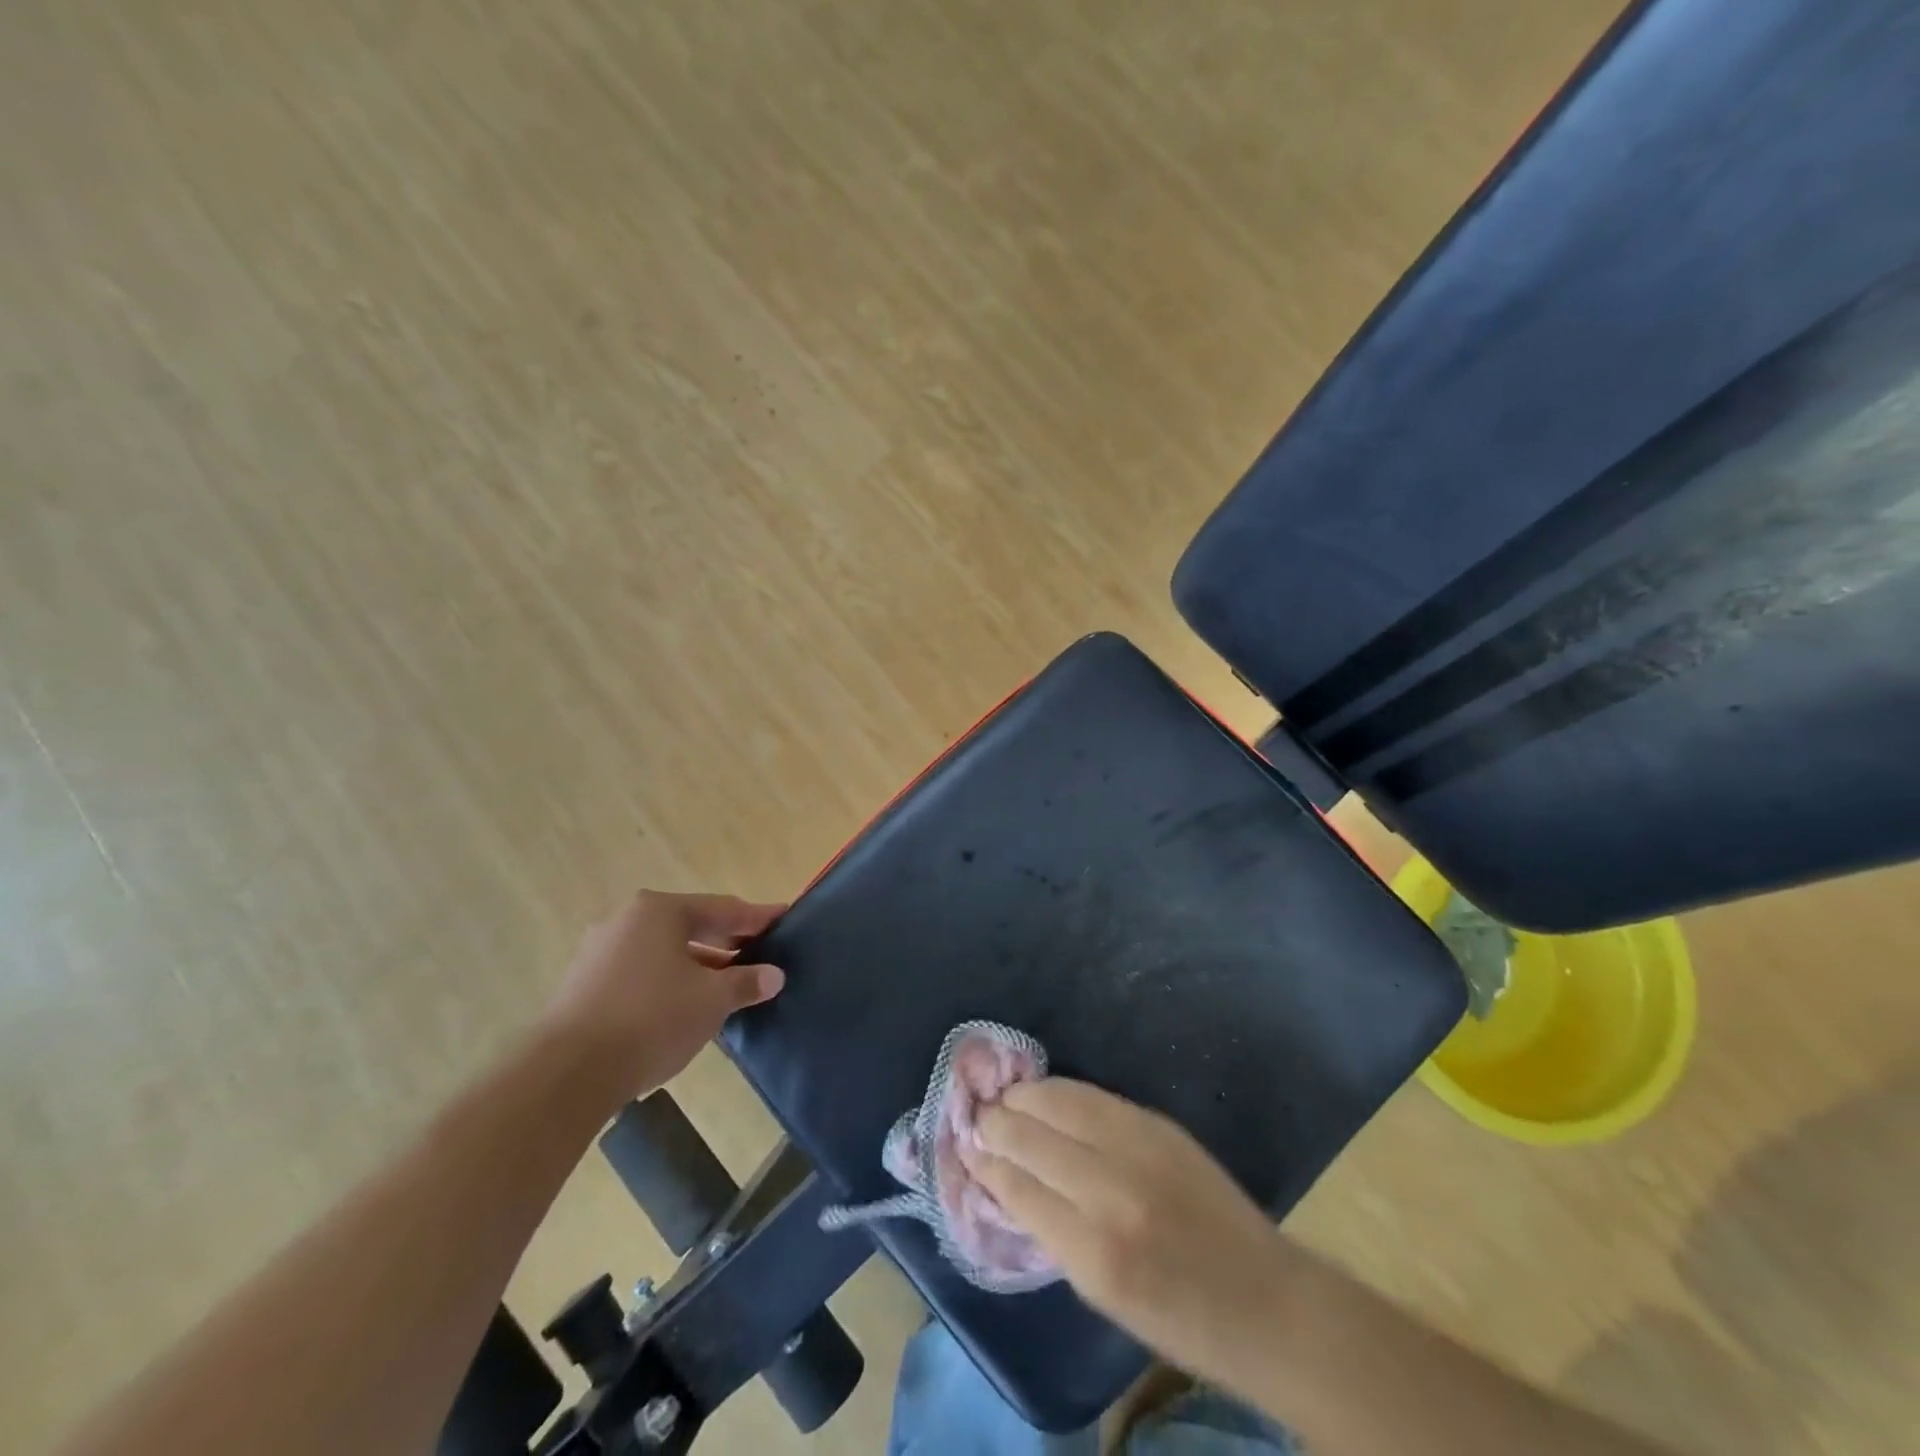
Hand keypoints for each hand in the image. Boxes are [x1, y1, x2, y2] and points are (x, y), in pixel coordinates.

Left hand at [544, 890, 786, 1105]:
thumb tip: (774, 975)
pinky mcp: (584, 986)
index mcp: (659, 910)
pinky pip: (641, 973)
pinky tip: (687, 1006)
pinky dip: (670, 982)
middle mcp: (626, 921)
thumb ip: (746, 982)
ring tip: (729, 986)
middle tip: (761, 954)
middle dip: (728, 942)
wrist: (568, 1074)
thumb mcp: (711, 1000)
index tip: (785, 919)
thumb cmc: (652, 1019)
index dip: (758, 917)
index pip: (723, 908)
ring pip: (665, 952)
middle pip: (691, 926)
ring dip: (699, 966)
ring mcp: (599, 952)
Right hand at [970, 1080, 1293, 1389]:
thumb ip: (1053, 1234)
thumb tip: (1009, 1182)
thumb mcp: (1103, 1297)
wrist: (1264, 1300)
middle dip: (996, 1125)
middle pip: (1032, 1139)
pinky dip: (1061, 1092)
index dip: (986, 1165)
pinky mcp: (1158, 1125)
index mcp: (1093, 1253)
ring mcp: (1138, 1149)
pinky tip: (1045, 1092)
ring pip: (1060, 1104)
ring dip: (1024, 1098)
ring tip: (1004, 1098)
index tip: (967, 1151)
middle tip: (976, 1118)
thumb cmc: (1179, 1320)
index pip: (1018, 1189)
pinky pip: (1094, 1097)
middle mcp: (1110, 1192)